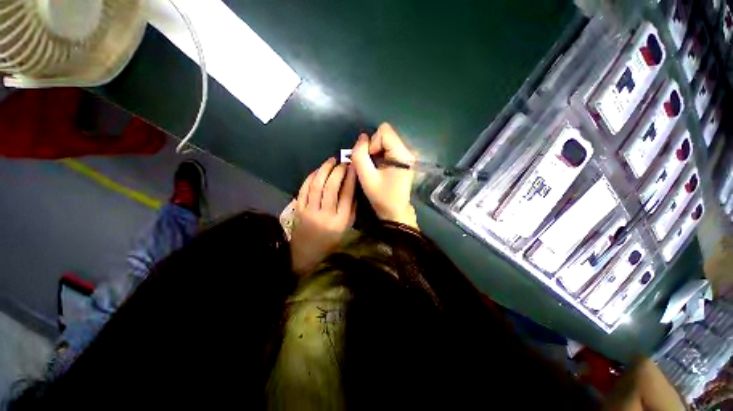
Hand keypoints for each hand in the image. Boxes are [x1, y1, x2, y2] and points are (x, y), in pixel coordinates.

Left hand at [290, 158, 356, 273]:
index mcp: (341, 220)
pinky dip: (311, 177)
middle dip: (337, 170)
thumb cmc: (331, 242)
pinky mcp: (298, 210)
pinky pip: (304, 189)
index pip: (347, 194)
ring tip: (331, 161)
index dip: (350, 177)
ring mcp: (310, 211)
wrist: (307, 254)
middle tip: (342, 162)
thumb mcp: (347, 227)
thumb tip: (353, 187)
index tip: (353, 166)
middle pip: (331, 186)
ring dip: (324, 170)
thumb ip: (351, 208)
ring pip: (317, 185)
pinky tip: (317, 171)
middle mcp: (326, 214)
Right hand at [351, 123, 417, 228]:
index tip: (370, 161)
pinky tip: (380, 168)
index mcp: (403, 155)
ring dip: (376, 152)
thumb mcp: (366, 178)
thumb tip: (362, 137)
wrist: (395, 211)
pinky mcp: (405, 159)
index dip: (372, 144)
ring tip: (375, 169)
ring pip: (386, 141)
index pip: (384, 131)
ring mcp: (408, 155)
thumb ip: (360, 156)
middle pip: (385, 135)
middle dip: (373, 148)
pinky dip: (380, 155)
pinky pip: (388, 147)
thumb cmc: (382, 197)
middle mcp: (409, 151)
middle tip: (372, 166)